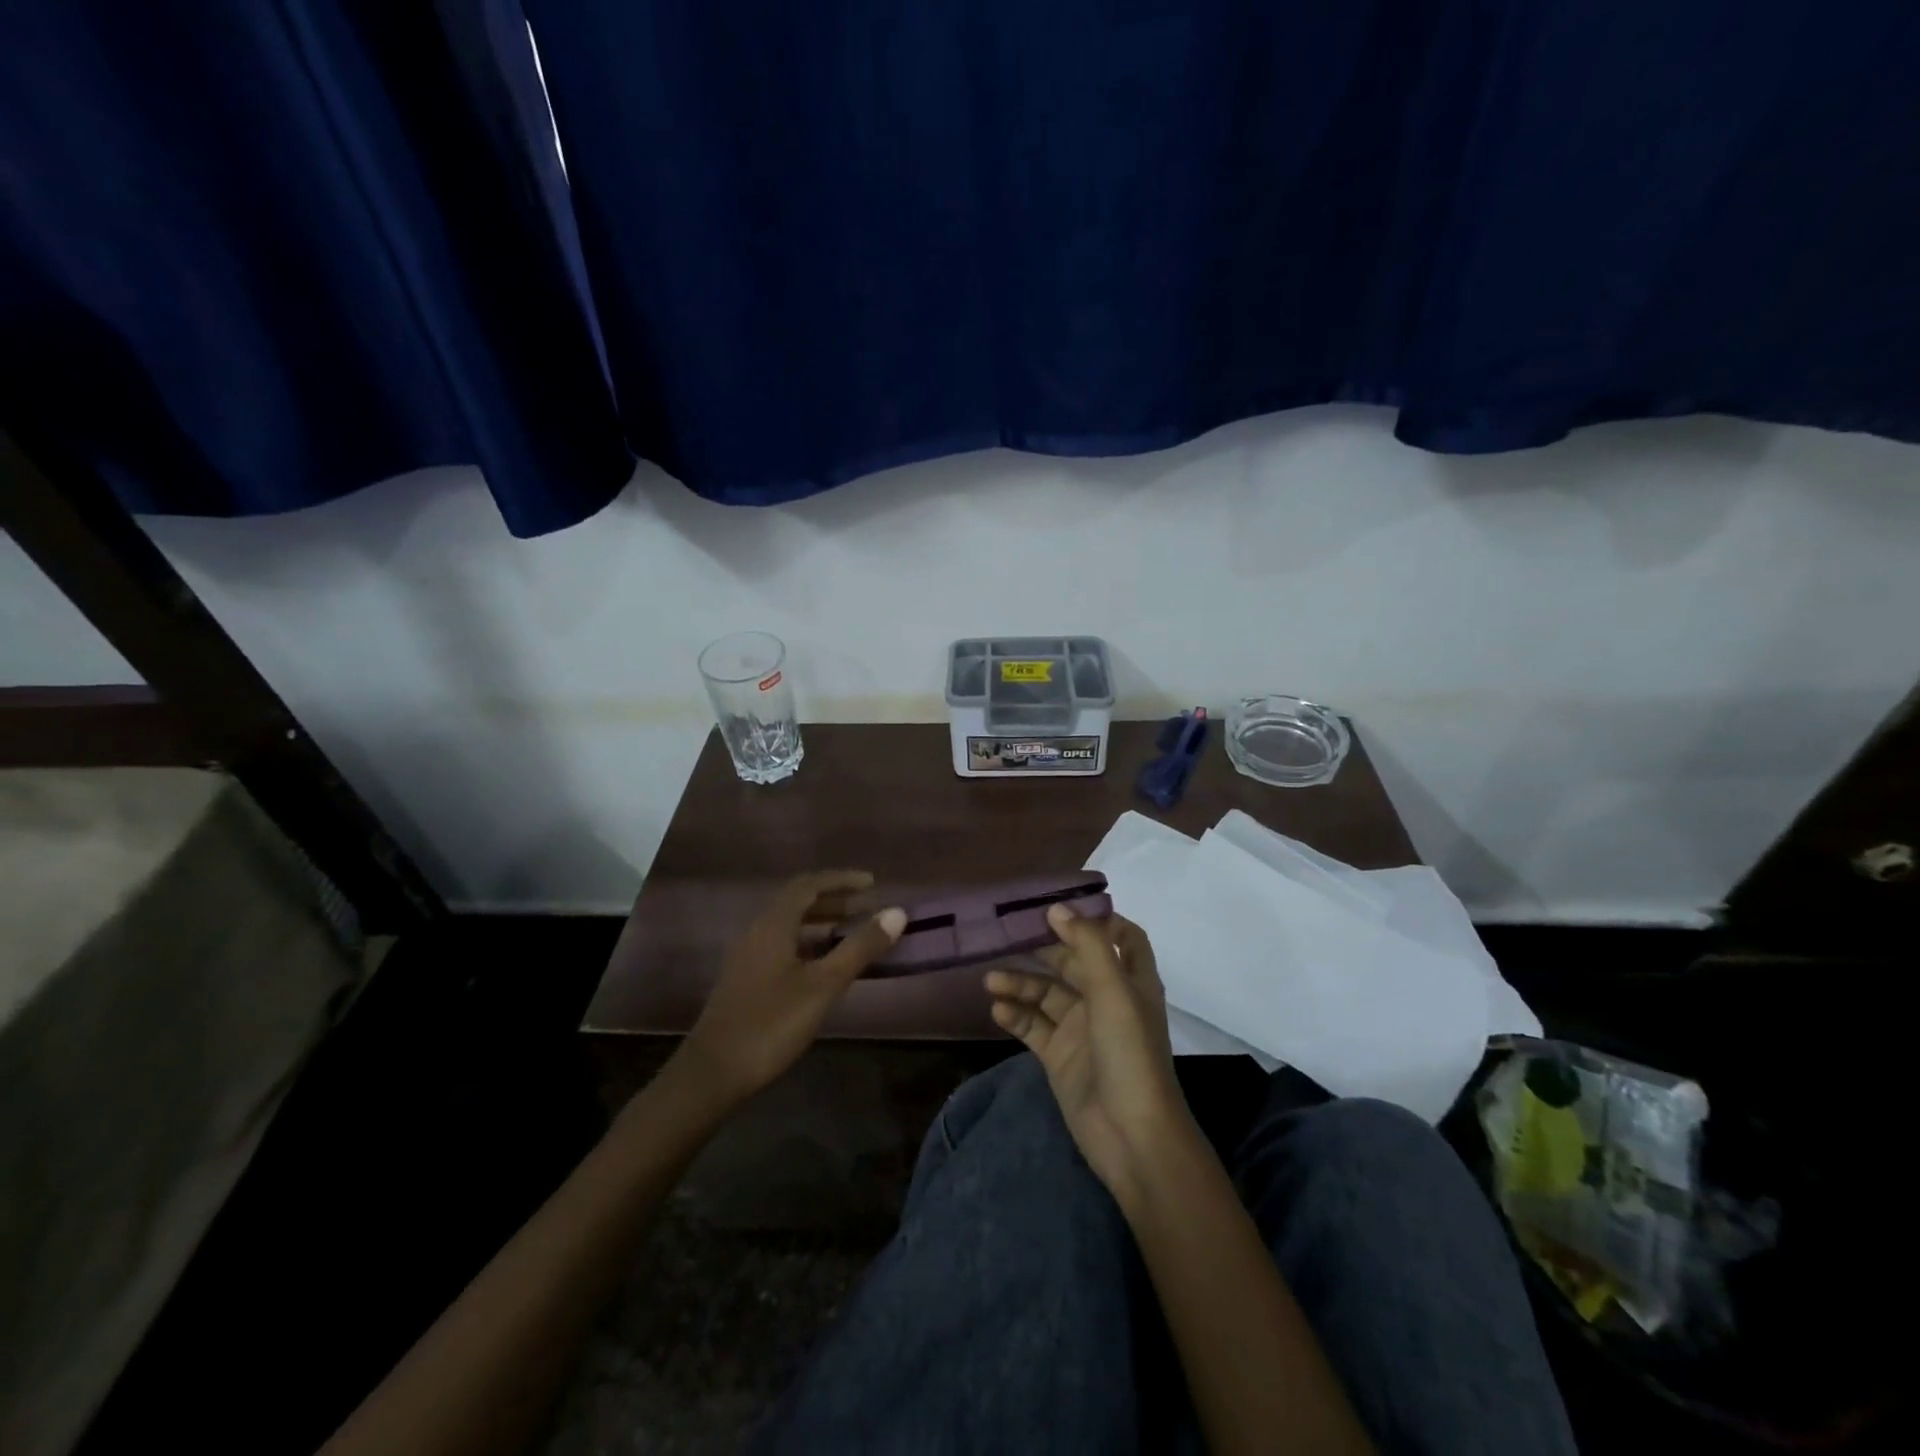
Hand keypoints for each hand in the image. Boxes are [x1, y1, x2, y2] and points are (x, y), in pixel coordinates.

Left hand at [677, 871, 905, 1105]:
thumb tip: (897, 913)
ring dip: (821, 922)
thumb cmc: (771, 1023)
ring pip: (788, 925)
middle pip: (797, 902)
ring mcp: (747, 956)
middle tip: (866, 909)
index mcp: (773, 924)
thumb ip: (860, 947)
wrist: (712, 1073)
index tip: (872, 884)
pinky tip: (823, 967)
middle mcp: (757, 931)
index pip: (809, 885)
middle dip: (834, 900)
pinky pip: (781, 945)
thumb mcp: (824, 985)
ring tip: (851, 934)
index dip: (842, 880)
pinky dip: (808, 943)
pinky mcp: (745, 979)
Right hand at [985, 908, 1193, 1202]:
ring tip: (991, 980)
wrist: (1132, 1137)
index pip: (1121, 936)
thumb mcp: (1112, 992)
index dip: (1097, 919)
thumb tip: (1057, 908)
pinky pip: (1033, 1026)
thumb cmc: (1129, 1054)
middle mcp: (1107, 1000)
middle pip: (1073, 962)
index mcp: (1131, 981)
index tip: (1060, 906)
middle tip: (1006, 934)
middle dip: (1044, 947)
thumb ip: (1087, 945)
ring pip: (1047, 994)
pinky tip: (998, 1009)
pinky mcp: (1060, 1056)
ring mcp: (1082, 1029)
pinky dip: (1016, 1015)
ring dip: (1021, 983)